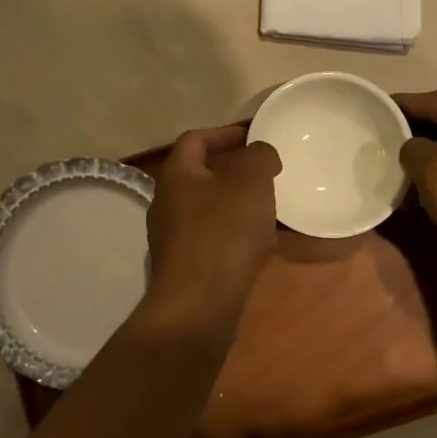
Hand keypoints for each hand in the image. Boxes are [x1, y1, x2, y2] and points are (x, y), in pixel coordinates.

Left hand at [142, 124, 280, 344]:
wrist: (198, 305)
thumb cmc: (224, 233)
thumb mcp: (251, 182)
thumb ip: (259, 157)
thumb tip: (260, 153)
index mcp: (177, 174)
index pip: (196, 139)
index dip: (226, 133)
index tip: (254, 136)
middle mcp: (167, 202)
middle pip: (202, 175)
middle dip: (235, 171)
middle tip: (266, 173)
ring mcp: (172, 237)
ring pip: (210, 209)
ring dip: (238, 205)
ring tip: (269, 208)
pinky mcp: (184, 266)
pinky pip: (214, 239)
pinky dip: (236, 235)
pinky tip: (262, 245)